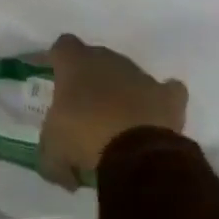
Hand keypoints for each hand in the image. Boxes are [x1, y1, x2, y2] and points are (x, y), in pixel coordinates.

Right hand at [38, 34, 187, 190]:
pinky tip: (152, 115)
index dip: (56, 59)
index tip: (51, 74)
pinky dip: (159, 100)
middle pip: (96, 58)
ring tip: (116, 120)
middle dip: (88, 77)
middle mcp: (108, 61)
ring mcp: (141, 76)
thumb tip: (62, 173)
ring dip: (120, 91)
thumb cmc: (84, 139)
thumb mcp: (52, 153)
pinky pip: (166, 91)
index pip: (62, 46)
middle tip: (81, 104)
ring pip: (127, 75)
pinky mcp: (168, 97)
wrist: (138, 155)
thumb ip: (50, 157)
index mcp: (75, 64)